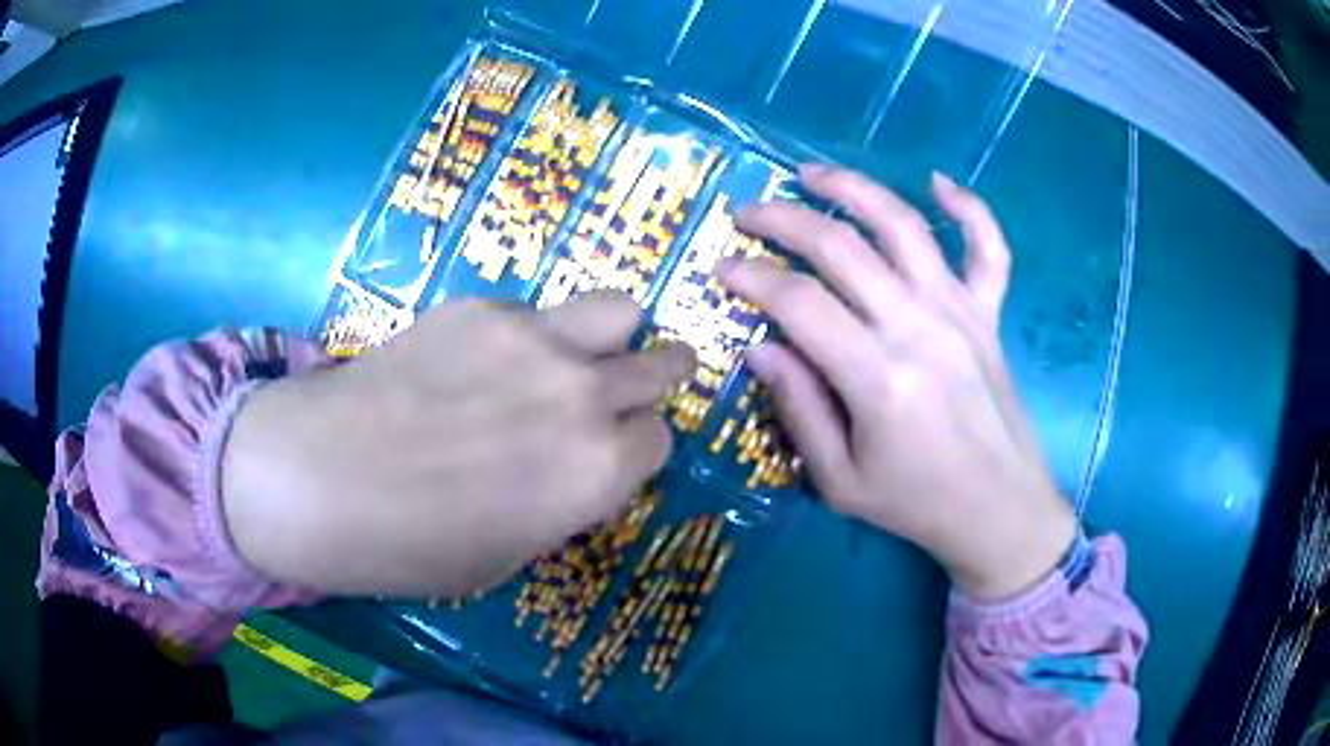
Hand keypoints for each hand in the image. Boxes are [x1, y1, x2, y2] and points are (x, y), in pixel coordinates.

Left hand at [220, 292, 695, 597]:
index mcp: (598, 471)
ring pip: (620, 311)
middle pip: (662, 365)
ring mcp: (535, 338)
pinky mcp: (482, 307)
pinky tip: (480, 359)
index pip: (659, 440)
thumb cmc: (412, 546)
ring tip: (580, 352)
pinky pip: (536, 311)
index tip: (613, 453)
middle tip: (632, 386)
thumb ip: (562, 501)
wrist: (321, 478)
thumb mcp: (509, 552)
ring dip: (614, 335)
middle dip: (658, 377)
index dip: (636, 448)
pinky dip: (530, 333)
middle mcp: (584, 395)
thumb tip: (575, 467)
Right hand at [720, 166, 1074, 599]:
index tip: (722, 267)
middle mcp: (919, 328)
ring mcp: (960, 312)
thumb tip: (759, 345)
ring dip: (854, 189)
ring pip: (904, 226)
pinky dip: (970, 208)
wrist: (999, 510)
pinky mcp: (989, 314)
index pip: (799, 302)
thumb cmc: (917, 504)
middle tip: (747, 212)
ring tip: (812, 174)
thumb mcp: (840, 481)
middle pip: (841, 247)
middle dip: (783, 220)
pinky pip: (988, 248)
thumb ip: (798, 409)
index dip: (751, 276)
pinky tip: (939, 181)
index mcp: (878, 378)